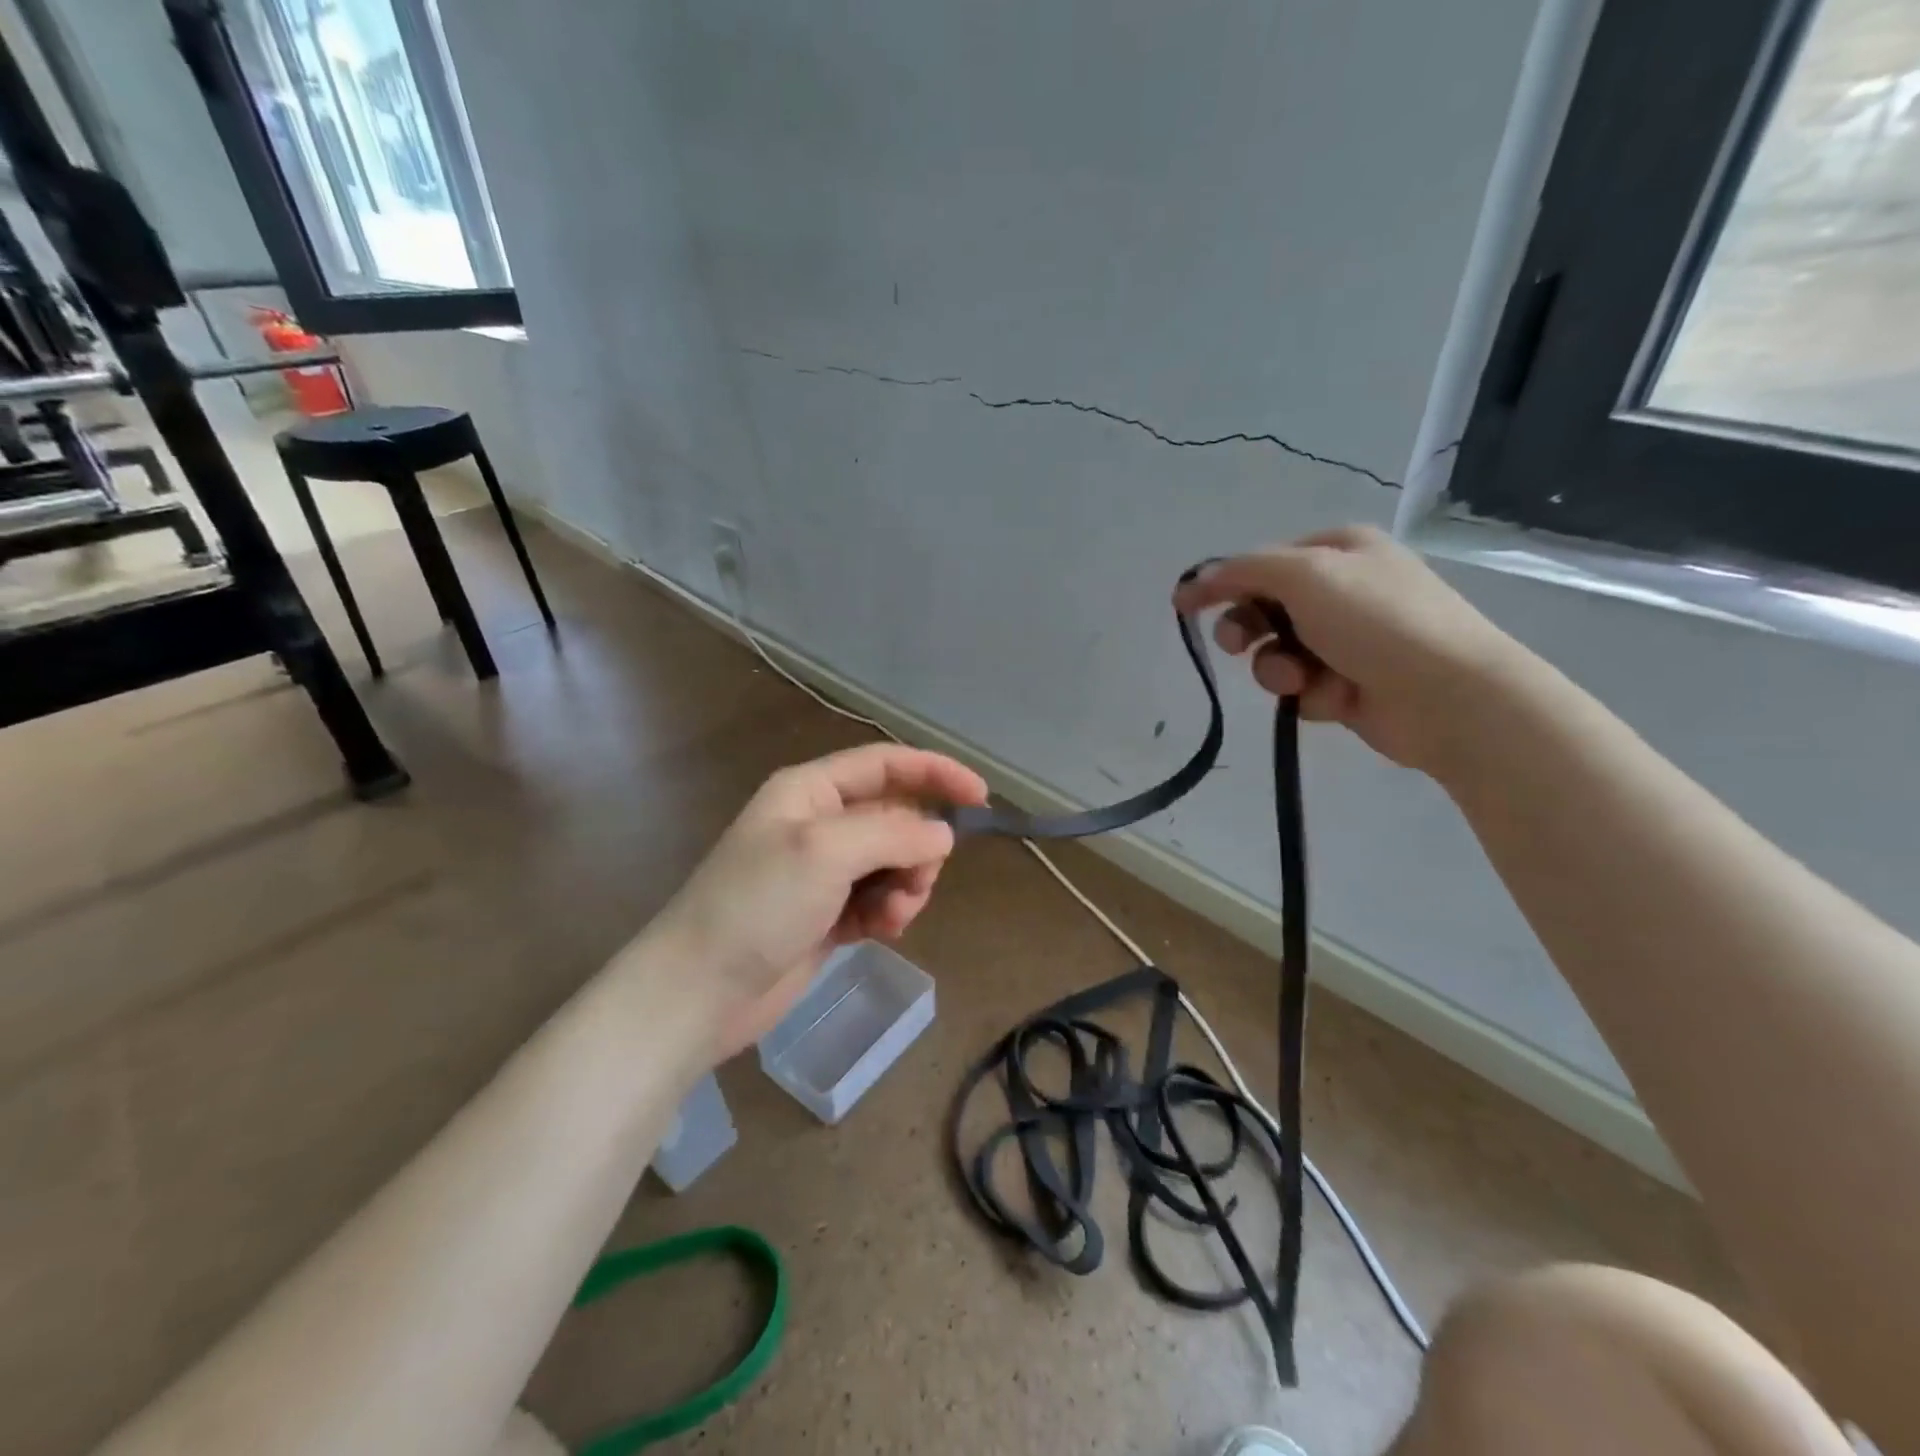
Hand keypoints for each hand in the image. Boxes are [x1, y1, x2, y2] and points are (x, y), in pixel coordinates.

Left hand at [641, 744, 988, 1057]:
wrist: (700, 991)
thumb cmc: (757, 905)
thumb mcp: (826, 852)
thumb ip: (892, 833)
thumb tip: (942, 835)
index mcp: (811, 790)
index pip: (886, 764)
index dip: (935, 773)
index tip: (981, 798)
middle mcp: (820, 823)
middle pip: (896, 818)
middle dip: (917, 848)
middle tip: (916, 883)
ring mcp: (823, 871)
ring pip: (894, 862)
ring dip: (906, 886)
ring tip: (891, 917)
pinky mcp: (827, 913)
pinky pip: (879, 898)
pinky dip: (889, 911)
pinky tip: (880, 932)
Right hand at [1173, 525, 1532, 776]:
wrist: (1448, 695)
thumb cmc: (1377, 621)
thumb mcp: (1306, 576)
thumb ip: (1244, 572)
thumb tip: (1196, 579)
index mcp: (1339, 550)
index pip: (1261, 563)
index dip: (1222, 584)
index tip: (1184, 607)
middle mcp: (1343, 590)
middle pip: (1264, 609)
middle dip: (1248, 631)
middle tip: (1238, 647)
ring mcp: (1348, 640)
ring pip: (1278, 654)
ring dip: (1278, 669)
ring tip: (1299, 680)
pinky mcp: (1349, 684)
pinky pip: (1302, 688)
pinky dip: (1309, 694)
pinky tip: (1335, 699)